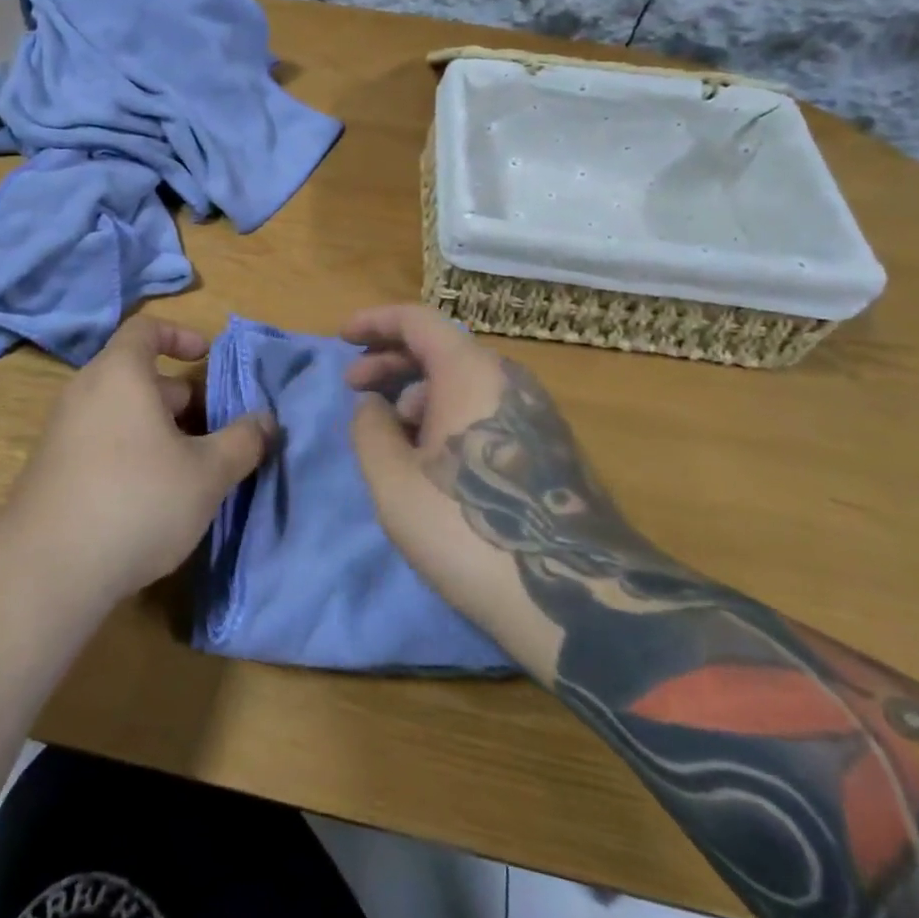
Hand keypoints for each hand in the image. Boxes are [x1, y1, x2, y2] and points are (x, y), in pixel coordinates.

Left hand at [5, 315, 271, 603]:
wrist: (47, 570)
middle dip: (181, 398)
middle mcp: (86, 391)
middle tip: (215, 431)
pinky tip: (153, 499)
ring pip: (121, 413)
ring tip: (192, 469)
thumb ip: (242, 442)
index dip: (179, 335)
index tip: (207, 357)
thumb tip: (266, 421)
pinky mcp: (53, 470)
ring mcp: (63, 431)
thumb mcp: (206, 473)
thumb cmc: (137, 500)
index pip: (146, 329)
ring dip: (160, 430)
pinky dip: (132, 453)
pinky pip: (101, 442)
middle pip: (138, 376)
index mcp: (120, 373)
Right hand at [341, 304, 638, 662]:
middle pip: (440, 348)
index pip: (417, 320)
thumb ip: (370, 430)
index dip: (374, 322)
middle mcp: (507, 378)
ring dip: (417, 393)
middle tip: (354, 388)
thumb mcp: (395, 482)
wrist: (576, 597)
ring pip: (463, 382)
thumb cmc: (470, 530)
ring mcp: (535, 412)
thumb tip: (373, 405)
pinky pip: (486, 408)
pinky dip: (448, 415)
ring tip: (389, 433)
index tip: (342, 337)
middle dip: (390, 362)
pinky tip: (431, 458)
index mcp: (470, 372)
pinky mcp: (547, 446)